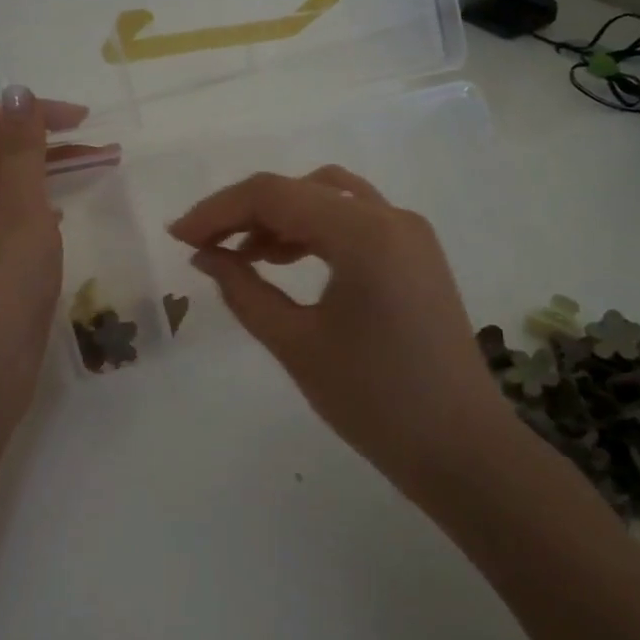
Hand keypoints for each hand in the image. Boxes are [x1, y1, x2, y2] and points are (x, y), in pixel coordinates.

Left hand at [0, 88, 110, 422]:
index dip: (32, 110)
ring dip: (52, 169)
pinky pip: (15, 216)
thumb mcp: (20, 213)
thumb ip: (21, 151)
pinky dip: (44, 203)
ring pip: (11, 185)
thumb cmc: (3, 290)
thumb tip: (17, 89)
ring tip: (102, 168)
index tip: (82, 121)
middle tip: (102, 145)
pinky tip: (66, 212)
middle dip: (50, 139)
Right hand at [168, 167, 509, 481]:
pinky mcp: (414, 255)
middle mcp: (391, 217)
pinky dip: (311, 230)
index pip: (274, 195)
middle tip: (203, 245)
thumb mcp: (295, 343)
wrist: (462, 450)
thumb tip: (205, 256)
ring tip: (241, 254)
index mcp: (365, 233)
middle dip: (244, 211)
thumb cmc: (374, 401)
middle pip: (300, 189)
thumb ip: (242, 290)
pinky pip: (352, 221)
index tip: (178, 237)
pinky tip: (282, 261)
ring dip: (279, 218)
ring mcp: (409, 234)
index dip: (217, 210)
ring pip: (328, 198)